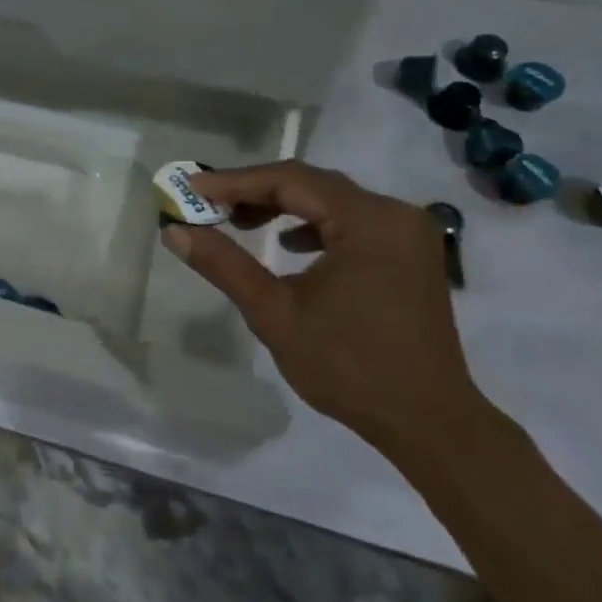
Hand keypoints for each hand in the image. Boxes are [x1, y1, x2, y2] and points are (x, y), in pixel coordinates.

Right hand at [160, 162, 483, 448]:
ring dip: (284, 207)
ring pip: (333, 201)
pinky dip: (314, 225)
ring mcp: (408, 233)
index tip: (191, 190)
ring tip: (240, 223)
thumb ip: (224, 265)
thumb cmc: (348, 367)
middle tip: (209, 205)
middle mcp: (395, 214)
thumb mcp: (275, 314)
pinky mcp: (409, 254)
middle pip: (313, 184)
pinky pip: (353, 222)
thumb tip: (174, 232)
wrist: (427, 421)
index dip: (235, 182)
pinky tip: (289, 245)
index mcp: (369, 220)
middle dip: (257, 192)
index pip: (290, 180)